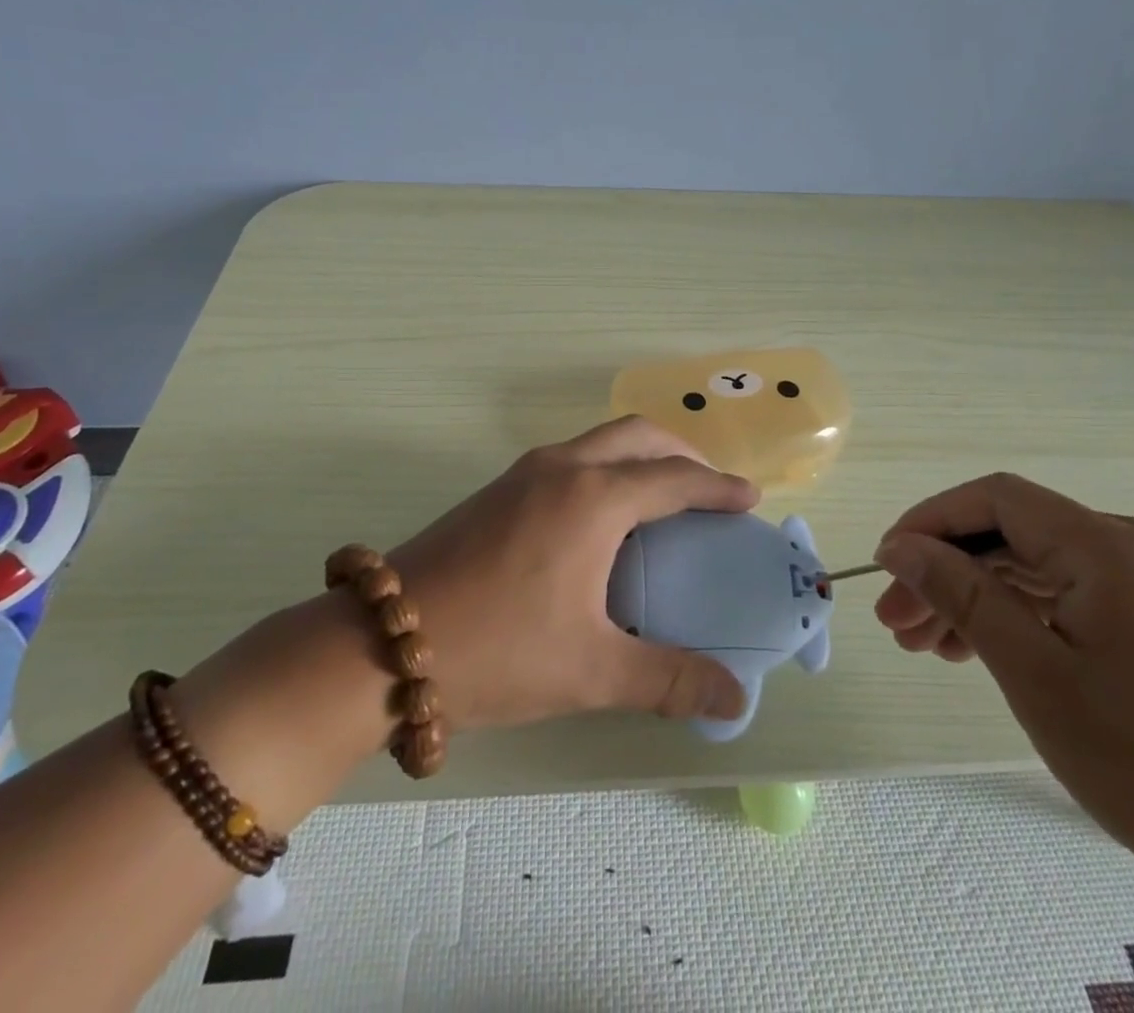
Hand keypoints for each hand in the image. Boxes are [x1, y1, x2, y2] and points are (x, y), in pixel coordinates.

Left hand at [387, 416, 755, 730]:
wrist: (383, 643)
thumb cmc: (498, 650)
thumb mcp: (592, 670)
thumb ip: (669, 679)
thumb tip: (735, 697)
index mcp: (594, 498)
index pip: (674, 479)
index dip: (718, 487)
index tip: (751, 498)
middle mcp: (563, 468)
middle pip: (638, 436)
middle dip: (682, 453)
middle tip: (709, 490)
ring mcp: (524, 472)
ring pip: (599, 440)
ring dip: (640, 455)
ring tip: (662, 498)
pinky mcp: (497, 489)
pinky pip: (571, 457)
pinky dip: (606, 467)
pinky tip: (602, 516)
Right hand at [873, 473, 1133, 883]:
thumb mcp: (1034, 674)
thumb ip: (960, 594)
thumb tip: (900, 547)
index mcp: (1120, 548)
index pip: (1000, 500)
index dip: (932, 522)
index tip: (886, 564)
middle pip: (1019, 535)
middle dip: (950, 573)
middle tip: (897, 622)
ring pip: (1044, 565)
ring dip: (982, 597)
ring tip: (929, 645)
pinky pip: (1079, 589)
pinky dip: (1028, 612)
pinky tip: (985, 646)